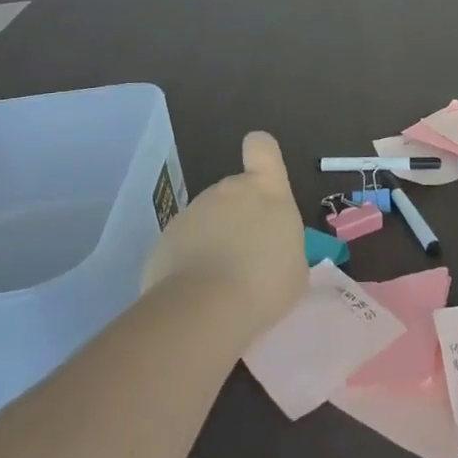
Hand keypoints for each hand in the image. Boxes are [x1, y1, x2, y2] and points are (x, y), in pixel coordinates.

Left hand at [142, 132, 305, 333]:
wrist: (205, 309)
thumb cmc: (265, 284)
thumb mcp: (294, 266)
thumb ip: (282, 245)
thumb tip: (270, 250)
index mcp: (266, 191)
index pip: (262, 147)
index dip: (262, 154)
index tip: (262, 174)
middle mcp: (227, 191)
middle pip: (234, 192)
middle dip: (238, 217)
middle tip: (247, 257)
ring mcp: (191, 212)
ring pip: (207, 220)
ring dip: (214, 241)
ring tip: (222, 282)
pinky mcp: (163, 239)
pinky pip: (184, 245)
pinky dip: (189, 262)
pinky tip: (198, 292)